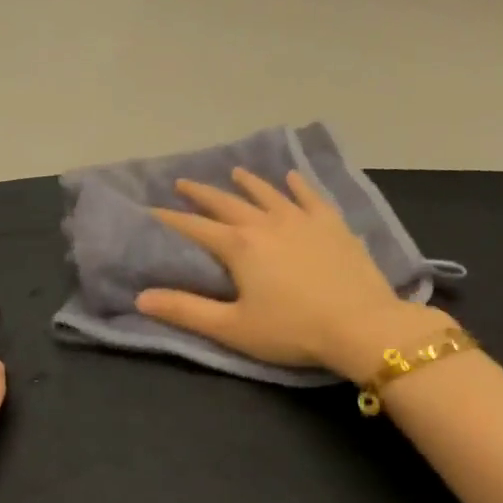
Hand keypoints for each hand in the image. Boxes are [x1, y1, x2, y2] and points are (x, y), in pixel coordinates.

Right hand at [136, 168, 450, 382]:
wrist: (362, 326)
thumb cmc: (292, 330)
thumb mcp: (232, 327)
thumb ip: (185, 311)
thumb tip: (141, 297)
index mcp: (238, 246)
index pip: (194, 227)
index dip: (169, 219)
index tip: (150, 210)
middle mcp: (266, 223)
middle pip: (226, 202)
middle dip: (201, 193)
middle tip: (182, 183)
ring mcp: (302, 219)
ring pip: (267, 193)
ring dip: (247, 183)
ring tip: (234, 173)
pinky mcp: (332, 224)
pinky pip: (310, 196)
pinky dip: (298, 185)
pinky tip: (292, 177)